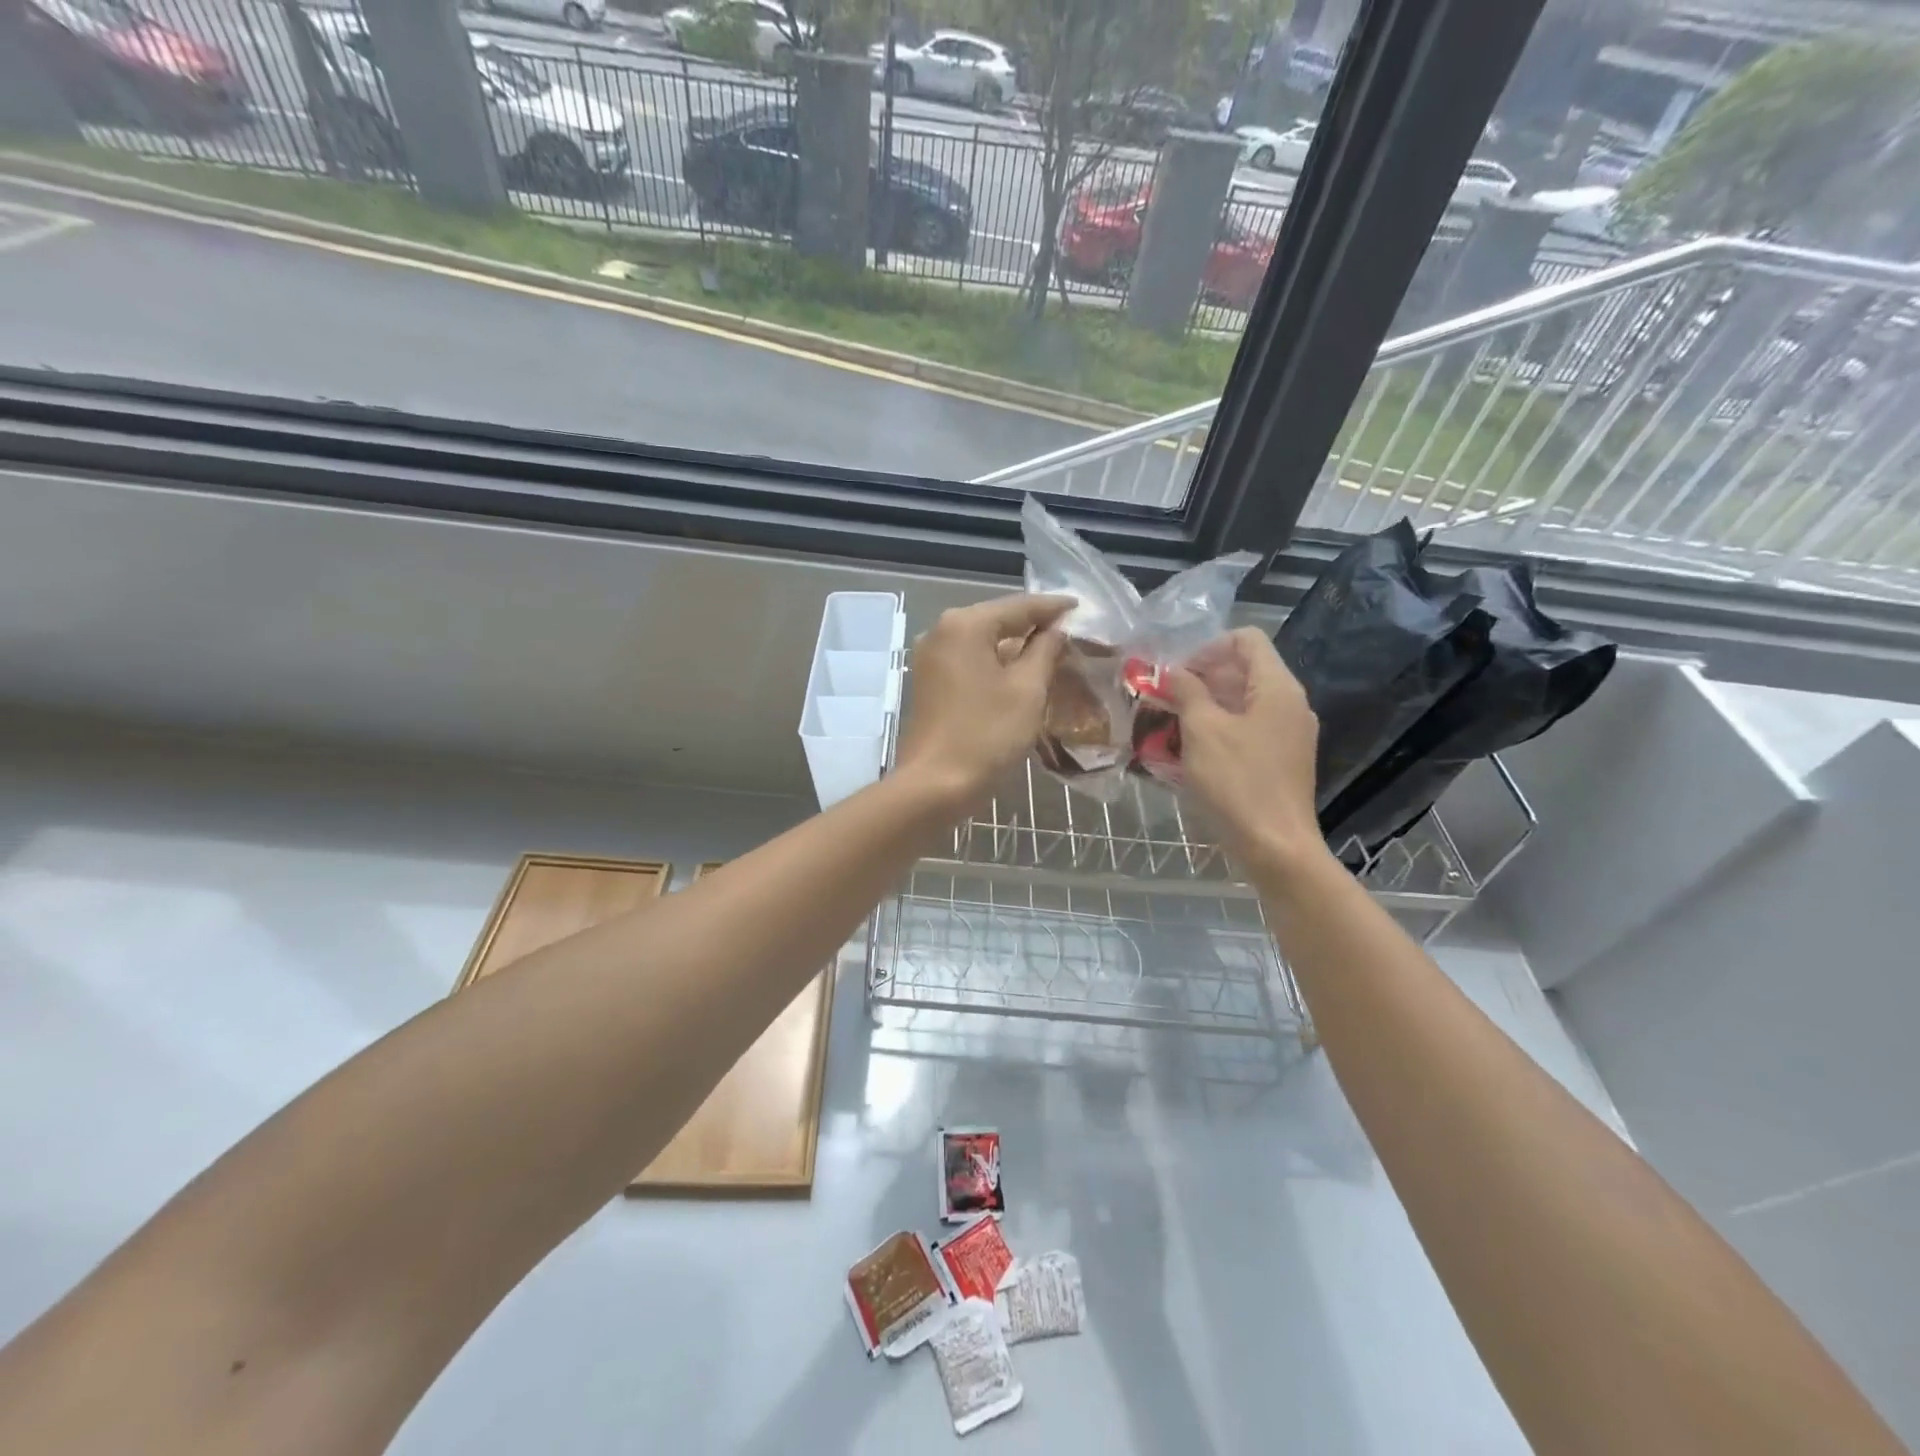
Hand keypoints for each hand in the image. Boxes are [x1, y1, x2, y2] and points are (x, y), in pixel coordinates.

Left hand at [894, 593, 1072, 811]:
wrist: (934, 785)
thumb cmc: (986, 734)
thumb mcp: (1027, 690)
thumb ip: (1045, 650)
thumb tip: (1056, 630)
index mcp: (965, 625)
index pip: (1019, 606)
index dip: (1053, 607)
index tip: (1081, 607)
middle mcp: (941, 631)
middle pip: (998, 620)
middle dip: (1034, 626)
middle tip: (1071, 632)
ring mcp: (931, 658)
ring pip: (983, 642)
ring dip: (1016, 647)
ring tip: (1053, 652)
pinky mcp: (929, 682)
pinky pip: (970, 662)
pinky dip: (996, 664)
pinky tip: (1022, 674)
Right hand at [1162, 627, 1325, 874]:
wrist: (1275, 848)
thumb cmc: (1237, 783)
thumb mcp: (1202, 731)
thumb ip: (1188, 692)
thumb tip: (1175, 672)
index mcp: (1277, 688)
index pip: (1246, 640)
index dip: (1208, 648)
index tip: (1177, 675)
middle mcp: (1290, 705)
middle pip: (1244, 670)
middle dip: (1201, 679)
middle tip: (1165, 700)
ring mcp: (1289, 734)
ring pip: (1243, 703)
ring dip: (1206, 707)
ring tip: (1171, 727)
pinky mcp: (1282, 761)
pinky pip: (1248, 730)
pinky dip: (1219, 731)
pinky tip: (1191, 753)